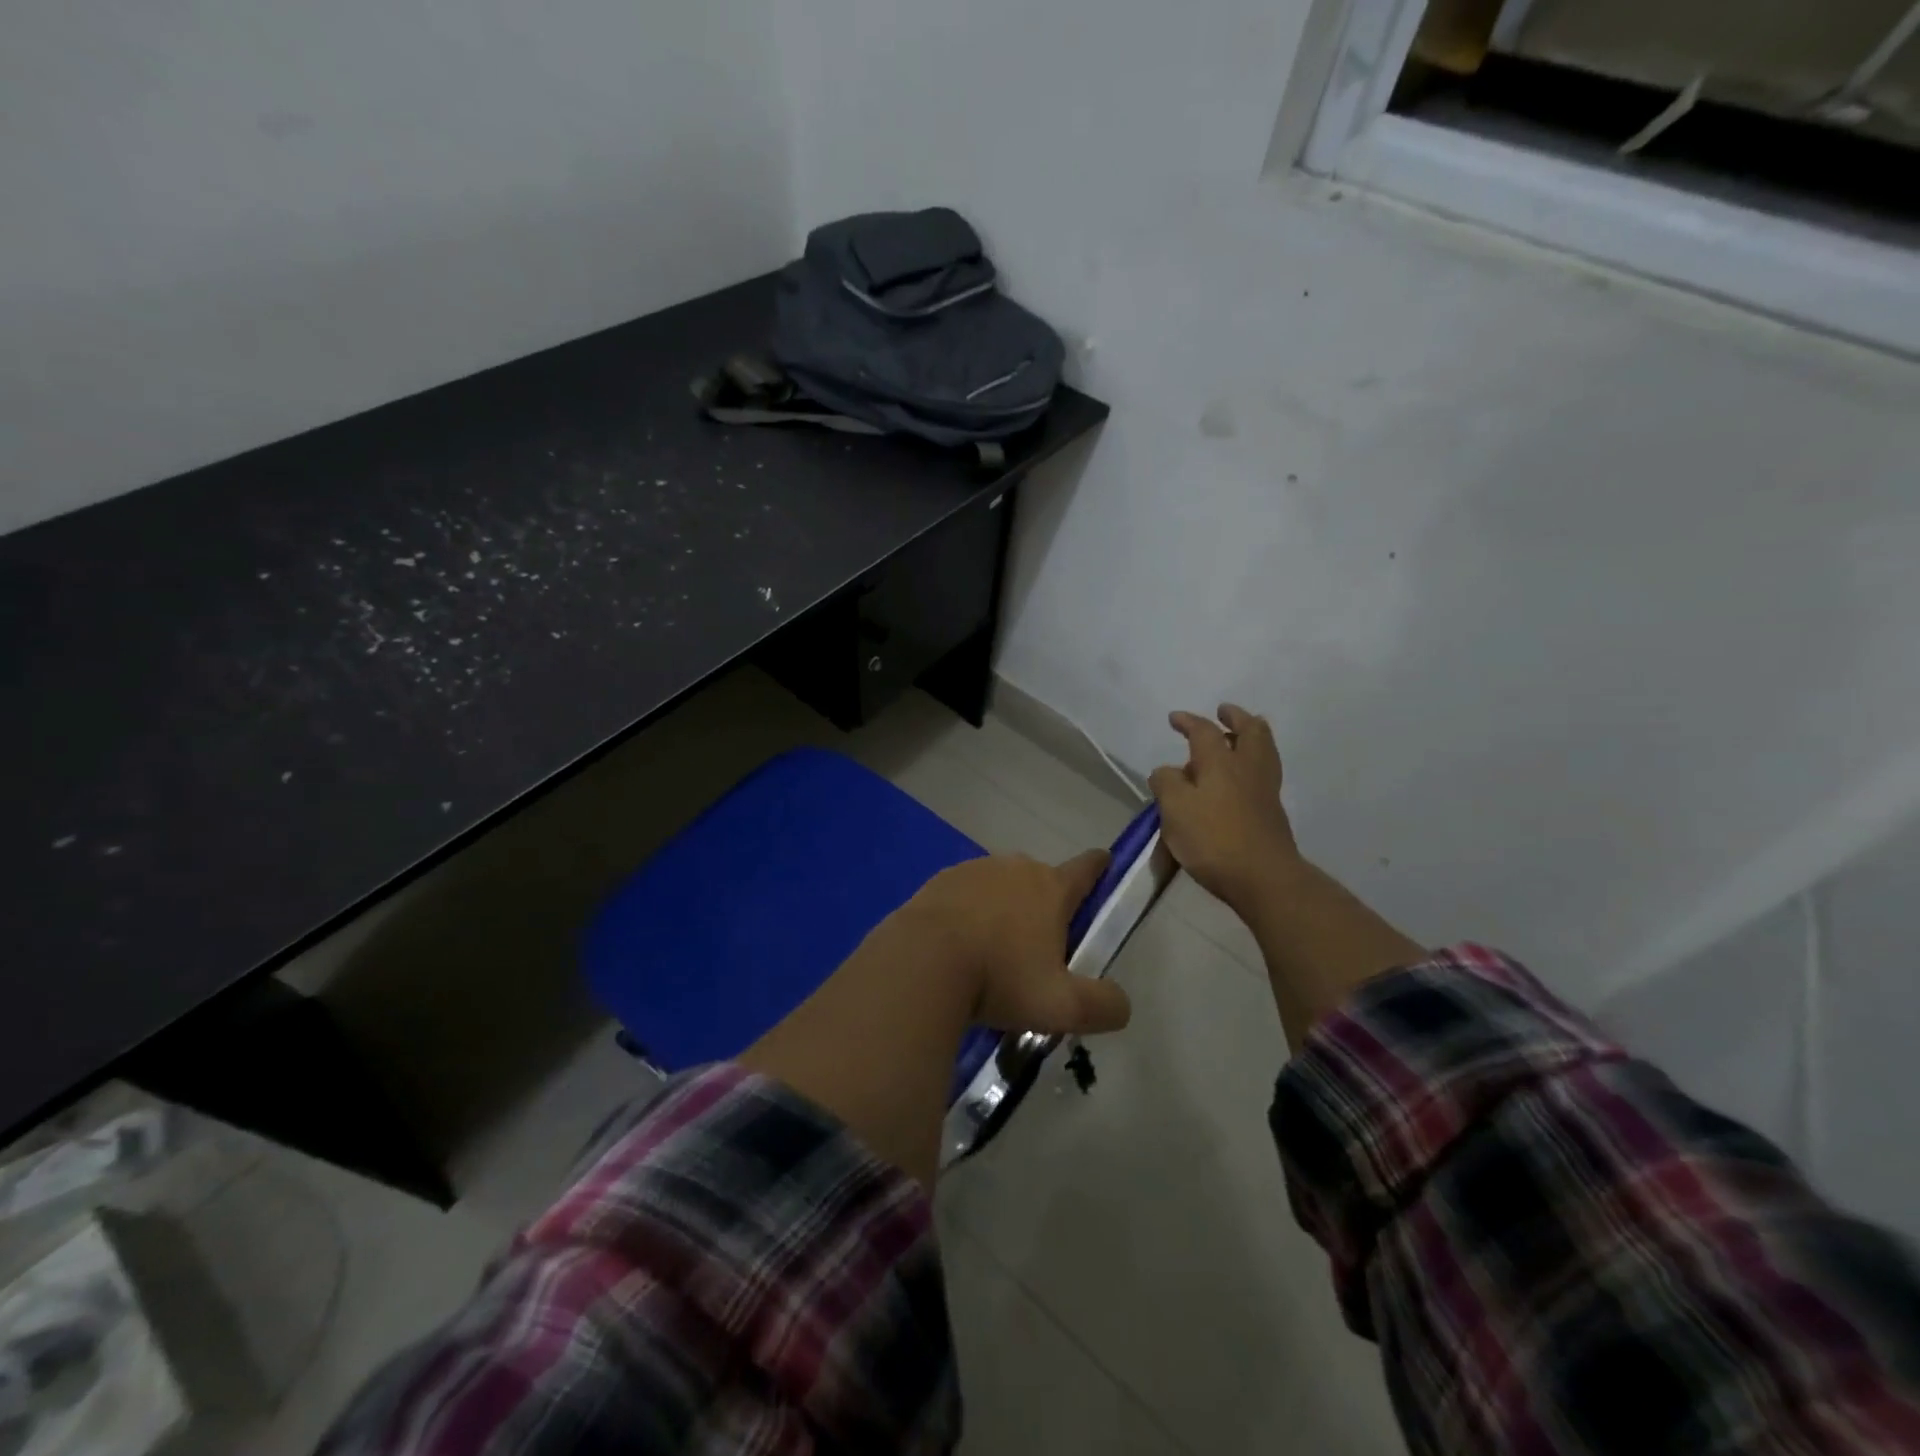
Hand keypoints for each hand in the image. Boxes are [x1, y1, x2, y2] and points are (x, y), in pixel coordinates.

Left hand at [907, 851, 1132, 1035]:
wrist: (923, 962)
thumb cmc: (1000, 978)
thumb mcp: (1062, 1006)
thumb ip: (1102, 1005)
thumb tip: (1122, 1004)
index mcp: (1051, 888)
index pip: (1086, 868)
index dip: (1099, 866)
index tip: (1105, 860)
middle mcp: (1015, 868)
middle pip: (1040, 879)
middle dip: (1044, 902)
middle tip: (1039, 944)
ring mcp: (974, 870)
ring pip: (999, 885)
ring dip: (1003, 907)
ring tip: (994, 950)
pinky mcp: (939, 882)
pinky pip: (964, 895)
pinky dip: (968, 912)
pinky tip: (959, 944)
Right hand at [1149, 704, 1300, 913]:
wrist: (1263, 878)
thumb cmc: (1213, 839)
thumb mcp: (1174, 810)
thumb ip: (1166, 783)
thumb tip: (1167, 772)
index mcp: (1220, 762)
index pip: (1204, 731)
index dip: (1188, 721)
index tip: (1174, 718)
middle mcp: (1247, 768)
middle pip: (1250, 731)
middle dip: (1235, 718)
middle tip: (1224, 712)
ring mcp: (1265, 789)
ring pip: (1264, 750)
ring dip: (1251, 736)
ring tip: (1238, 735)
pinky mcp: (1272, 811)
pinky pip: (1265, 772)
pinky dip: (1254, 761)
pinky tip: (1242, 775)